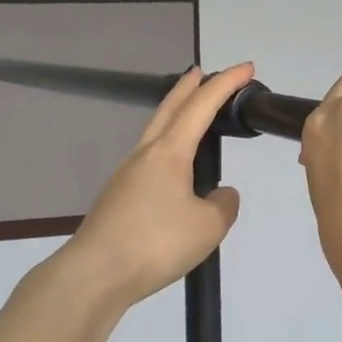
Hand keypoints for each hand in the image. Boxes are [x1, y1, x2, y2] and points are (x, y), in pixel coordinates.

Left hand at [62, 63, 253, 306]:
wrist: (96, 273)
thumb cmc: (156, 243)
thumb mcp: (209, 226)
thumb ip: (223, 204)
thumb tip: (219, 195)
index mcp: (169, 152)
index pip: (202, 106)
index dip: (226, 84)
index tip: (246, 68)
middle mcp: (145, 154)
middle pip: (169, 108)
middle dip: (189, 87)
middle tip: (204, 73)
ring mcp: (127, 175)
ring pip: (155, 132)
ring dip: (174, 116)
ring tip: (191, 115)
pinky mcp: (119, 197)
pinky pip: (149, 159)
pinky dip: (167, 148)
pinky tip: (176, 170)